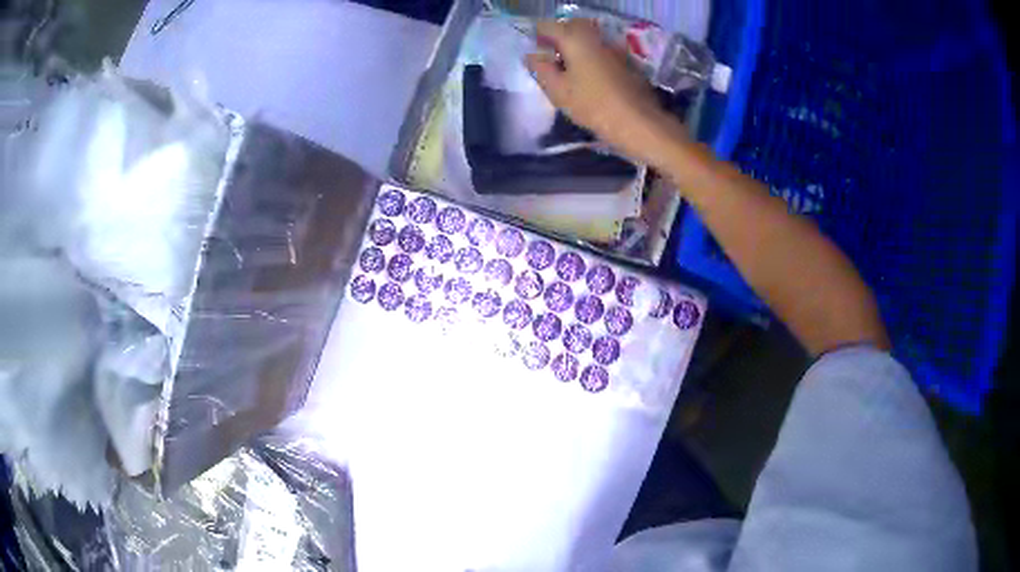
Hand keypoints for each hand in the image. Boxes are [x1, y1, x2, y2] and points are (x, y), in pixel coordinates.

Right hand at [525, 19, 683, 166]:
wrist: (639, 122)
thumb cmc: (593, 105)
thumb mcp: (558, 91)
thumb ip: (541, 69)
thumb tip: (532, 55)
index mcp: (575, 38)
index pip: (547, 27)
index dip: (538, 39)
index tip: (536, 56)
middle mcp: (596, 36)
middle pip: (570, 28)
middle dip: (558, 41)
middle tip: (551, 62)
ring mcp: (614, 47)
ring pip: (588, 40)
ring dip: (576, 50)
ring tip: (569, 73)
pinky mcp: (627, 61)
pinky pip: (602, 51)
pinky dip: (592, 58)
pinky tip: (591, 79)